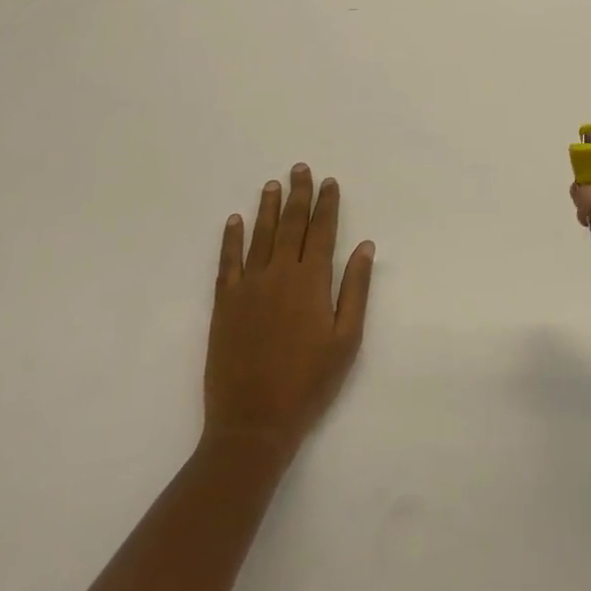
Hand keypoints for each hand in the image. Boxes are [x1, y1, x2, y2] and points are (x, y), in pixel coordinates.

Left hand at [205, 164, 375, 463]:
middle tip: (300, 168)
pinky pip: (228, 261)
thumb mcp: (346, 340)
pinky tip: (235, 220)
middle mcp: (280, 274)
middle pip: (291, 224)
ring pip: (260, 236)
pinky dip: (231, 239)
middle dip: (298, 195)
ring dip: (267, 207)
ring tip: (272, 184)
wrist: (253, 423)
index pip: (322, 231)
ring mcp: (249, 287)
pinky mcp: (225, 304)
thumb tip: (364, 246)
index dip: (326, 204)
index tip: (329, 182)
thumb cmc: (309, 383)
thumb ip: (355, 289)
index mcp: (312, 282)